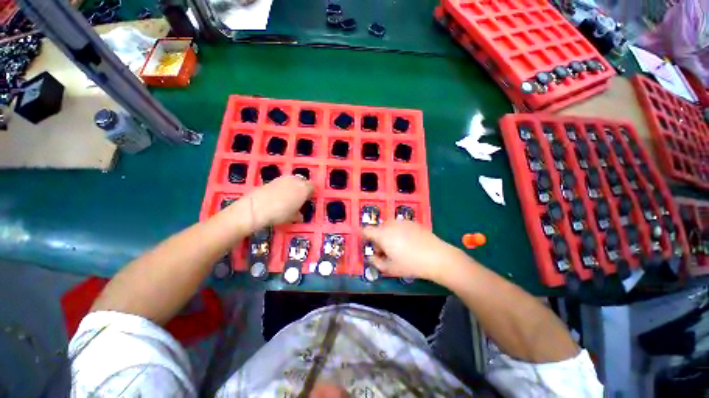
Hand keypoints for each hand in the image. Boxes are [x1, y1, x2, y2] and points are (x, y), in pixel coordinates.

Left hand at [228, 175, 313, 231]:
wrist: (256, 207)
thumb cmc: (280, 213)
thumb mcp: (292, 217)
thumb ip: (298, 215)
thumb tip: (299, 216)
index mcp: (304, 188)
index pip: (312, 187)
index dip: (310, 193)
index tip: (307, 200)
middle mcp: (296, 180)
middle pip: (303, 181)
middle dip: (303, 188)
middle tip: (300, 198)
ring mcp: (284, 178)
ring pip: (293, 180)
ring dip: (293, 186)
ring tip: (289, 197)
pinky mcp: (273, 179)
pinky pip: (283, 182)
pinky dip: (284, 187)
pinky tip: (279, 196)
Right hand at [361, 220, 463, 282]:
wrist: (437, 257)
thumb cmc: (411, 264)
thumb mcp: (390, 268)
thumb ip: (376, 262)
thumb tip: (371, 257)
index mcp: (382, 234)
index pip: (366, 230)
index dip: (363, 236)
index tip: (367, 244)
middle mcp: (390, 224)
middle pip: (378, 228)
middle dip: (378, 238)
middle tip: (385, 251)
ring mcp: (402, 221)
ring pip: (389, 226)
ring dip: (388, 234)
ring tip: (397, 247)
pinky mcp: (412, 222)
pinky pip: (399, 225)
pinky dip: (398, 232)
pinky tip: (409, 242)